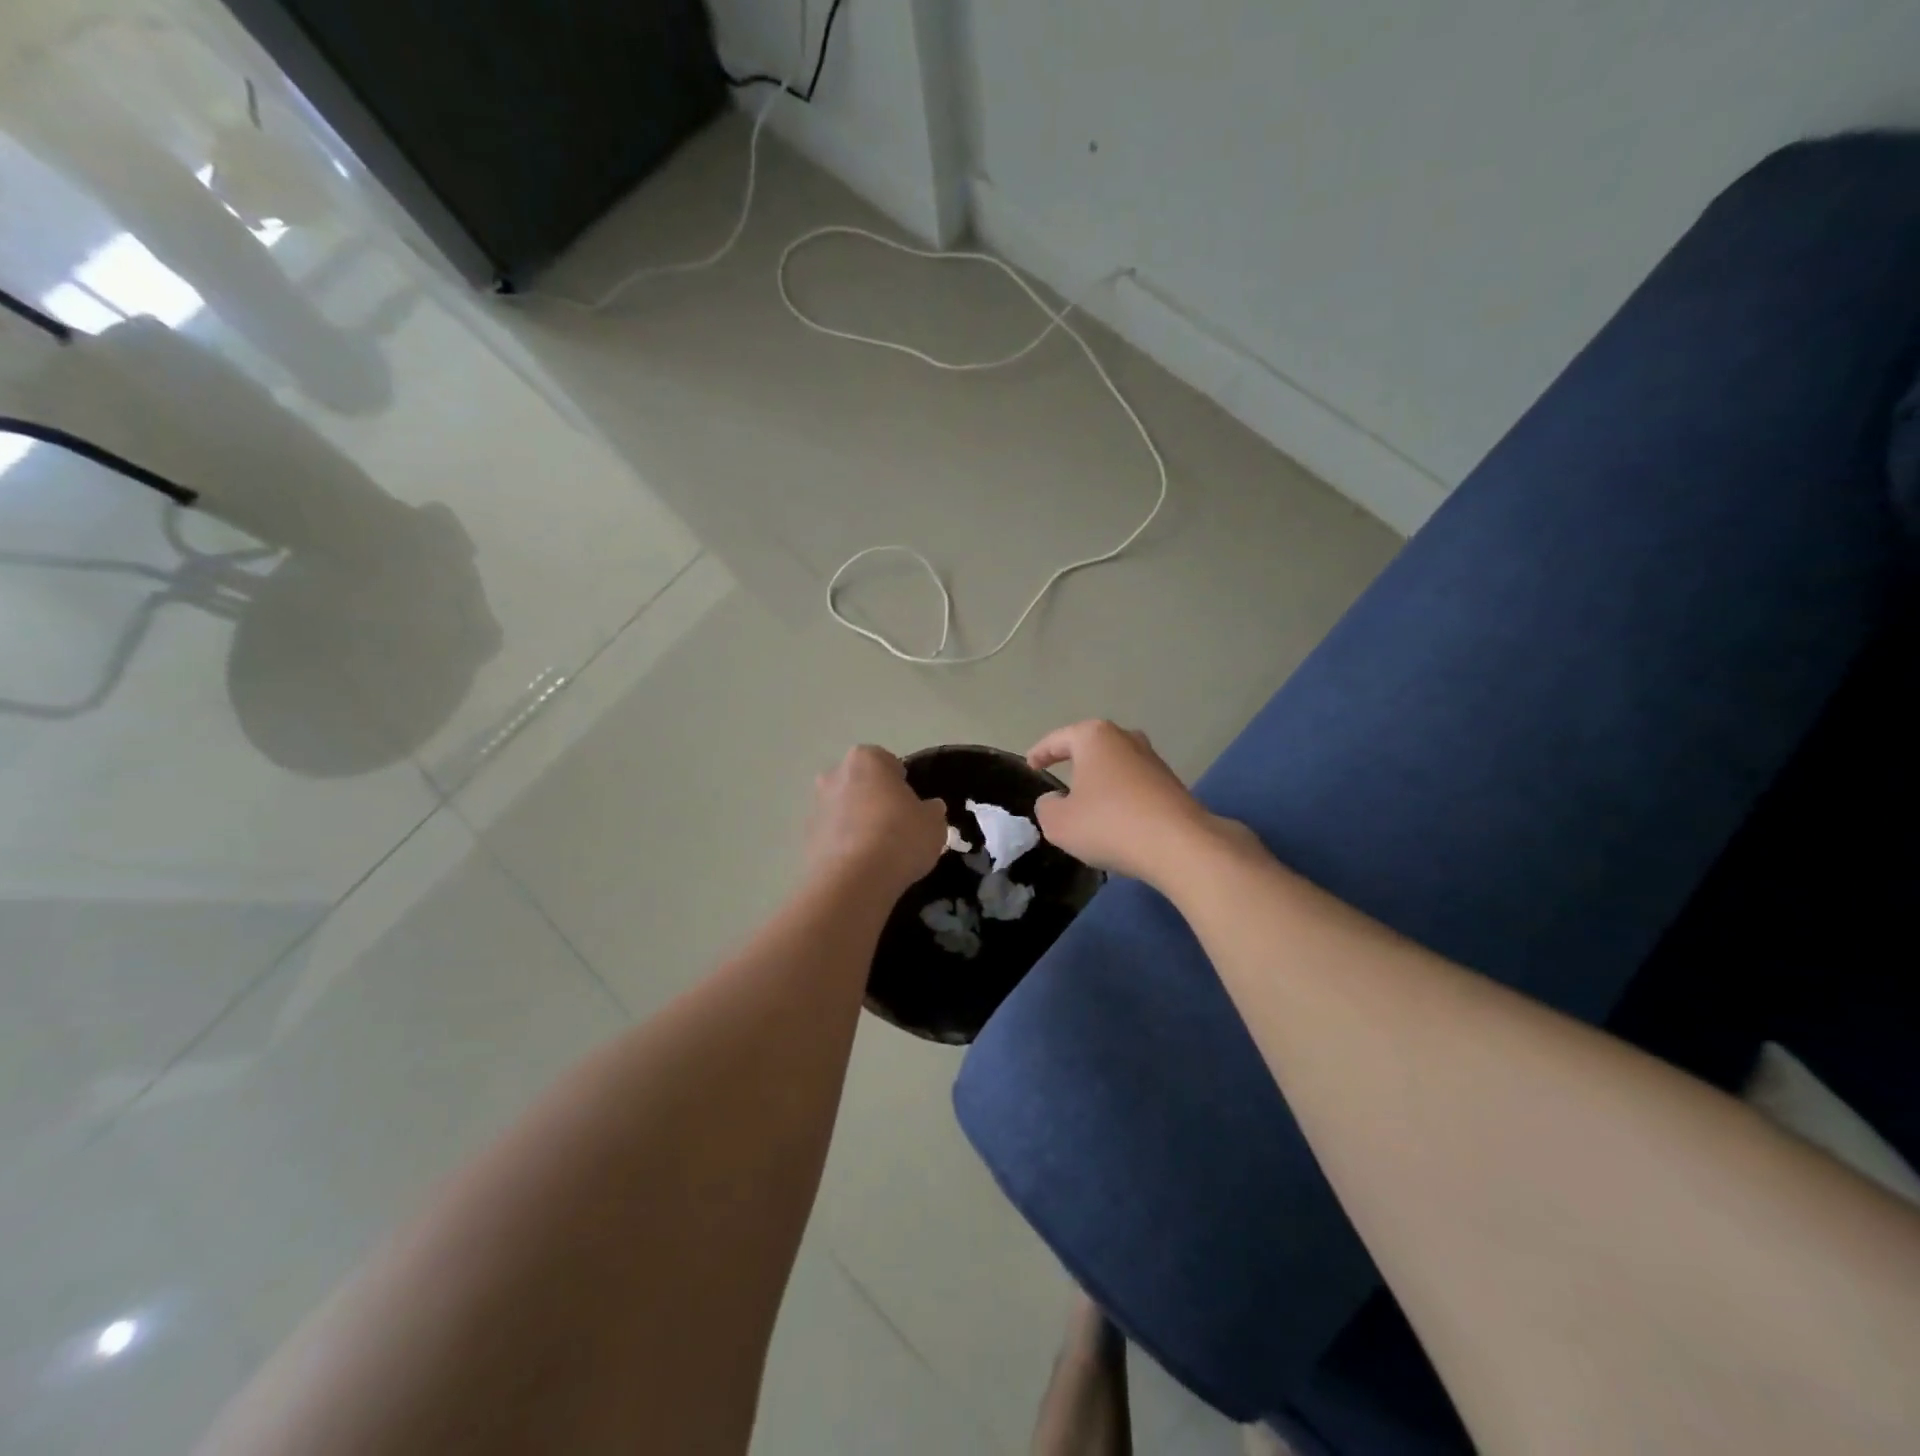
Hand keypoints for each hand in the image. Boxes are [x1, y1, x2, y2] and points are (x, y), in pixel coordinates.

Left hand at [806, 745, 948, 898]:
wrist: (853, 880)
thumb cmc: (899, 837)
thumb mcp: (933, 823)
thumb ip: (931, 811)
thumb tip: (929, 809)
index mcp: (866, 759)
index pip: (887, 762)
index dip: (902, 783)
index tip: (912, 805)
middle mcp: (835, 775)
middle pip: (861, 783)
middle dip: (875, 799)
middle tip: (896, 825)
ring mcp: (817, 806)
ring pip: (844, 809)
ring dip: (858, 822)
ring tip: (879, 851)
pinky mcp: (806, 838)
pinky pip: (834, 835)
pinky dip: (846, 845)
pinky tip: (862, 865)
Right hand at [1028, 721, 1230, 886]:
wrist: (1179, 845)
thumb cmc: (1109, 824)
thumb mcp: (1058, 822)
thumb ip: (1046, 806)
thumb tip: (1055, 800)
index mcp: (1094, 736)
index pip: (1058, 740)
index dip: (1039, 753)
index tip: (1030, 766)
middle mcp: (1126, 738)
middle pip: (1090, 747)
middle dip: (1074, 762)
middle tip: (1058, 781)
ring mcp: (1153, 759)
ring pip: (1115, 766)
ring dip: (1100, 782)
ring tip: (1087, 805)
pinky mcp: (1171, 784)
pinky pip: (1134, 786)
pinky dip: (1120, 798)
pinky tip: (1115, 821)